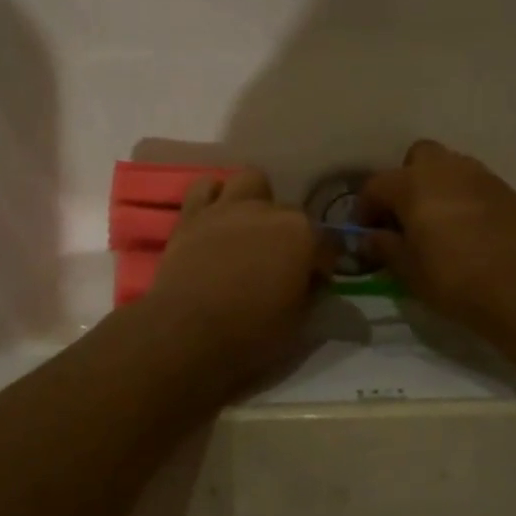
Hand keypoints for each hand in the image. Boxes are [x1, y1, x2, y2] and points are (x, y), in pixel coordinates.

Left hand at [146, 170, 328, 380]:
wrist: (187, 332)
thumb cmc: (250, 333)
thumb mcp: (298, 323)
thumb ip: (310, 293)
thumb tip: (310, 281)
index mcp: (302, 235)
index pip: (328, 243)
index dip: (323, 266)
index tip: (314, 284)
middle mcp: (269, 211)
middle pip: (291, 213)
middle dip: (291, 236)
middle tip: (279, 265)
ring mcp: (229, 207)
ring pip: (251, 182)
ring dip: (256, 200)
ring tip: (250, 229)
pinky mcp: (193, 214)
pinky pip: (205, 187)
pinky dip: (213, 198)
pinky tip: (216, 219)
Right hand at [360, 140, 515, 333]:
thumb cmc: (454, 279)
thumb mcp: (408, 270)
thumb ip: (384, 247)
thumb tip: (369, 236)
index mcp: (414, 185)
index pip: (376, 185)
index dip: (366, 208)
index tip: (367, 232)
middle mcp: (447, 170)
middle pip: (419, 157)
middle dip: (407, 179)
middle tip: (407, 215)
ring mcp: (482, 177)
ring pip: (452, 167)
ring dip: (439, 186)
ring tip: (440, 221)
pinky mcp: (510, 192)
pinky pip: (478, 185)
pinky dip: (467, 199)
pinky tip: (470, 229)